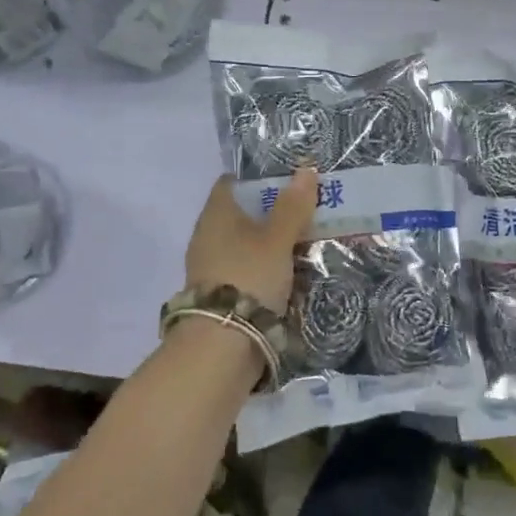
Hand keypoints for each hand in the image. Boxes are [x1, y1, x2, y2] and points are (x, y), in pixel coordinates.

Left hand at [184, 169, 317, 314]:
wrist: (222, 345)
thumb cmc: (249, 277)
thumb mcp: (277, 239)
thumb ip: (292, 207)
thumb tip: (305, 169)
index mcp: (215, 214)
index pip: (233, 183)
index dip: (260, 178)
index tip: (290, 181)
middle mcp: (208, 236)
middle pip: (243, 214)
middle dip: (273, 213)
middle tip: (308, 211)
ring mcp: (211, 267)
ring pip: (247, 244)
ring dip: (272, 243)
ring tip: (307, 243)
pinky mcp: (220, 294)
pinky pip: (247, 269)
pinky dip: (267, 268)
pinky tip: (291, 273)